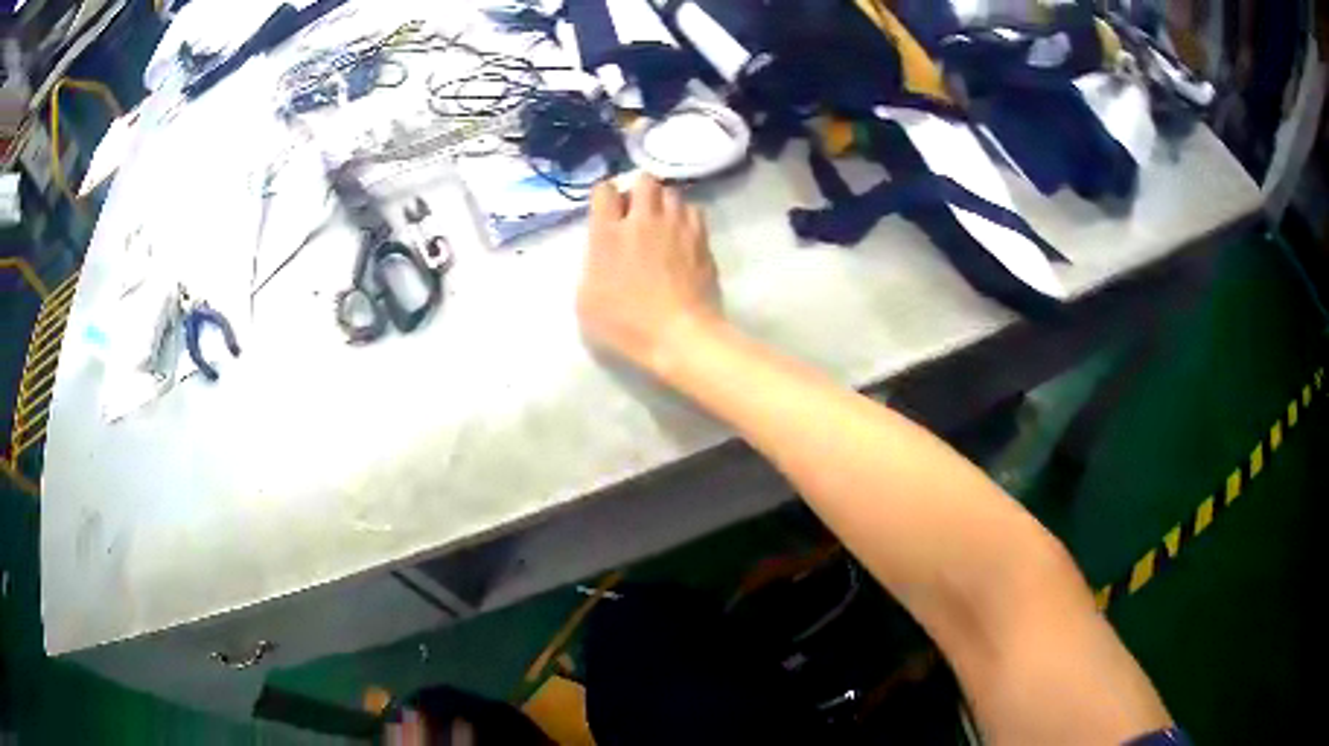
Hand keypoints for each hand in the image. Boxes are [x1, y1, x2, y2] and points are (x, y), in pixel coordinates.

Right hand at [578, 175, 722, 373]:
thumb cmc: (626, 324)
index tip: (606, 211)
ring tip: (661, 222)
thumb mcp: (586, 301)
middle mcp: (643, 220)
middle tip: (636, 212)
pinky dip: (685, 216)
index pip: (604, 190)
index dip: (605, 197)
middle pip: (643, 180)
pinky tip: (682, 234)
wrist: (679, 335)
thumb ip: (591, 265)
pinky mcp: (701, 238)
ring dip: (663, 202)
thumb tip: (601, 251)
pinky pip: (693, 211)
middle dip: (638, 191)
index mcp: (608, 234)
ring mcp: (676, 226)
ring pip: (671, 192)